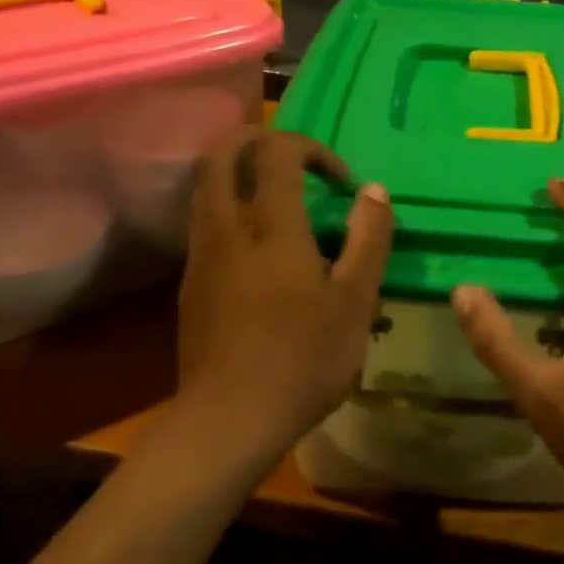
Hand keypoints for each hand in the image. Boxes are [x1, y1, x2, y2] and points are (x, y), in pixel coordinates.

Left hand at [177, 130, 392, 452]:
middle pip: (221, 154)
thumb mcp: (355, 301)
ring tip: (280, 202)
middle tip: (294, 161)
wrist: (228, 421)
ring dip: (240, 176)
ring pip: (206, 188)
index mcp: (270, 225)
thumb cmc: (303, 359)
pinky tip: (260, 251)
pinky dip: (231, 211)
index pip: (277, 151)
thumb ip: (368, 239)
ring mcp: (201, 256)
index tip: (341, 183)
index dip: (311, 149)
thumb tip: (373, 190)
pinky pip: (206, 224)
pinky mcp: (190, 284)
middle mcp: (226, 227)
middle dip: (256, 141)